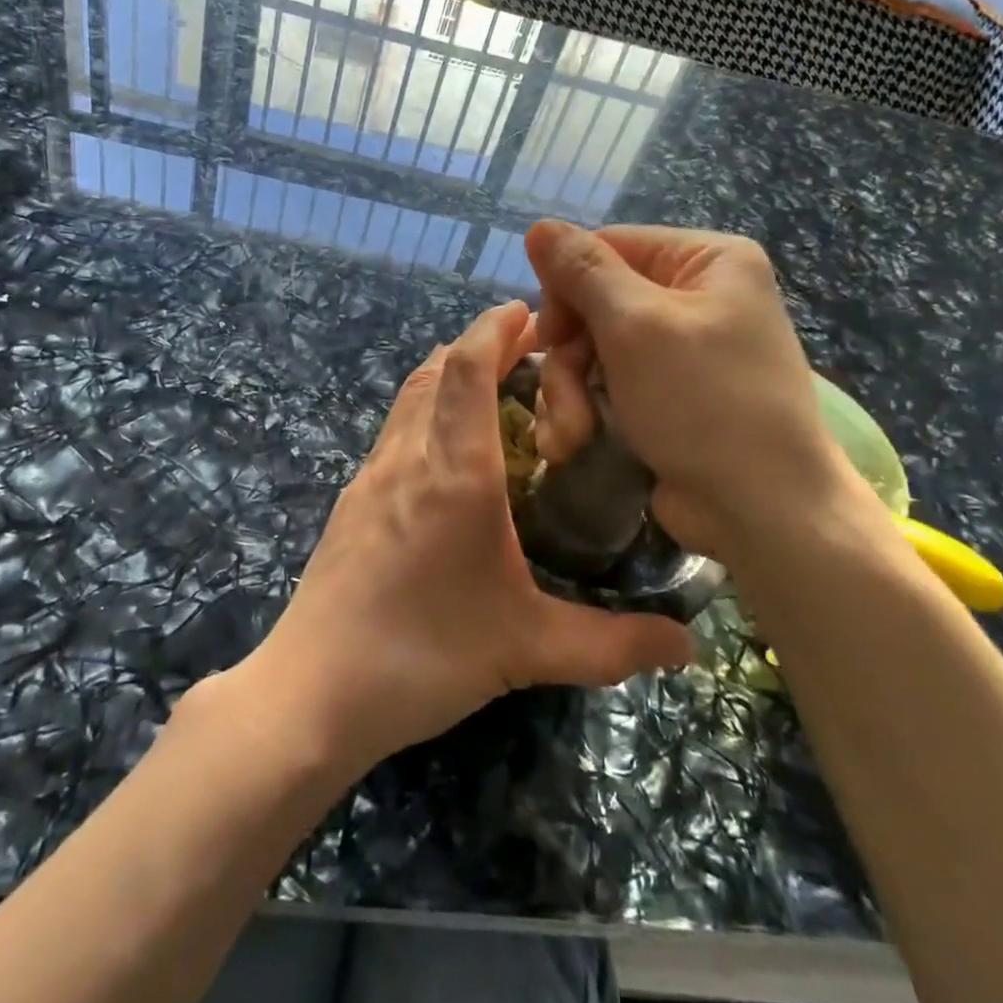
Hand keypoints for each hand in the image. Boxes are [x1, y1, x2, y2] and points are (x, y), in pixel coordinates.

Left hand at [246, 300, 694, 774]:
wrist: (312, 692)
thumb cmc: (423, 657)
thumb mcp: (528, 650)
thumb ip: (612, 644)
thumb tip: (689, 646)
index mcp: (454, 473)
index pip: (468, 368)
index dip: (494, 328)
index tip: (527, 310)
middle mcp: (407, 458)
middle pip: (436, 370)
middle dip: (478, 345)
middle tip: (524, 346)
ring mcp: (371, 477)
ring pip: (409, 397)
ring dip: (447, 374)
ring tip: (489, 383)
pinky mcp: (351, 503)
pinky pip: (393, 431)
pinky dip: (424, 411)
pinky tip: (444, 451)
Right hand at [524, 220, 864, 568]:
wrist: (762, 510)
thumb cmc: (704, 402)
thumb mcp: (636, 326)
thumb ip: (583, 272)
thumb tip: (539, 226)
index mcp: (705, 261)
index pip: (609, 247)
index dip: (567, 288)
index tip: (549, 334)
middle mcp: (695, 297)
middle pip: (594, 303)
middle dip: (568, 356)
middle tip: (561, 395)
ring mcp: (678, 351)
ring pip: (591, 350)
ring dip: (568, 393)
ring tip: (568, 437)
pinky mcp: (662, 396)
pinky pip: (604, 384)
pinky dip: (583, 413)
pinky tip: (572, 445)